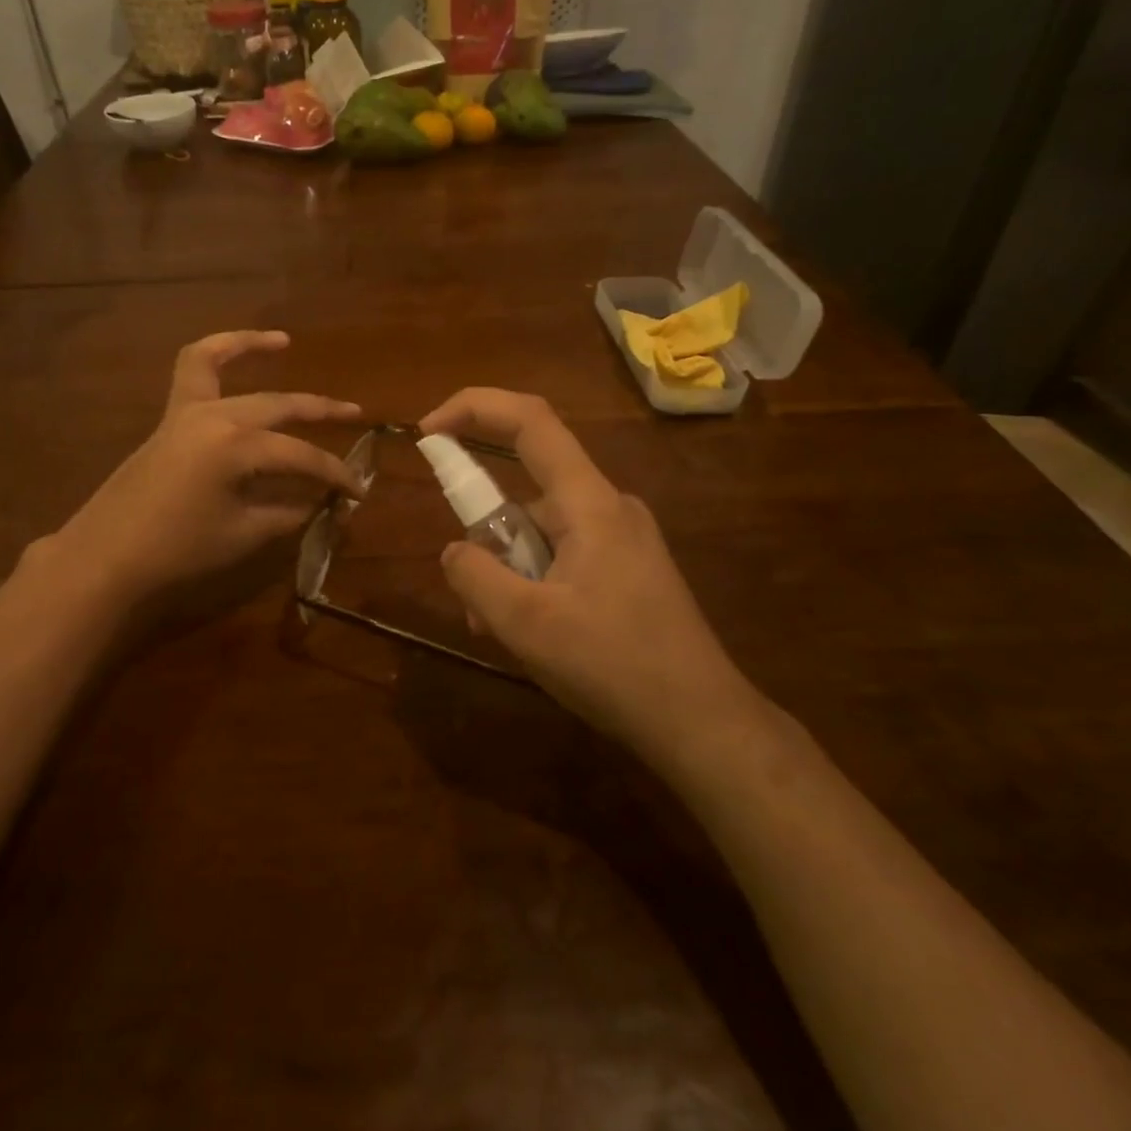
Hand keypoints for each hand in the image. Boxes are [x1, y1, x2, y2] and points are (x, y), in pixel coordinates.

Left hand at [53, 331, 363, 600]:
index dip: (334, 474)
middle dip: (321, 410)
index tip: (357, 490)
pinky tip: (230, 353)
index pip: (301, 456)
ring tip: (284, 342)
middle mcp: (215, 416)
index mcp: (237, 447)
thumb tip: (321, 502)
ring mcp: (186, 411)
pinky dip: (212, 355)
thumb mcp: (243, 535)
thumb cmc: (177, 551)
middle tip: (355, 415)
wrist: (106, 558)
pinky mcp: (169, 418)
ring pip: (221, 364)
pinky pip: (190, 372)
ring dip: (253, 349)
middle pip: (279, 406)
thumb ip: (288, 512)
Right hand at [418, 389, 761, 756]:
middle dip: (485, 535)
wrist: (702, 723)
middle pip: (527, 490)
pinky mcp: (626, 569)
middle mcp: (608, 507)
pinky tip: (532, 635)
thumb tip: (454, 551)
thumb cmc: (615, 666)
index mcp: (589, 503)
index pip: (530, 421)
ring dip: (508, 572)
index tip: (427, 430)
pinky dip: (533, 583)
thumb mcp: (526, 624)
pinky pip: (562, 557)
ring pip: (540, 532)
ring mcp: (621, 539)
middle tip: (472, 599)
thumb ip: (475, 577)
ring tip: (501, 633)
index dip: (473, 407)